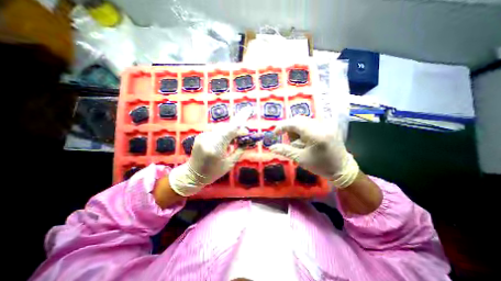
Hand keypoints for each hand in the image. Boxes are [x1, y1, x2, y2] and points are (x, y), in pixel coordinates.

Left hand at [169, 107, 254, 196]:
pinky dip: (223, 134)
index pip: (230, 131)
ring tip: (236, 139)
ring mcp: (203, 136)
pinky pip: (216, 132)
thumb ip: (239, 150)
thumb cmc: (213, 172)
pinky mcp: (201, 135)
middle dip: (237, 129)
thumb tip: (246, 140)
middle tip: (244, 133)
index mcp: (215, 148)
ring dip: (230, 132)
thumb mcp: (229, 164)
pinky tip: (226, 141)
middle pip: (226, 128)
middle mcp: (208, 139)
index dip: (240, 124)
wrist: (192, 174)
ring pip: (221, 129)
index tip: (248, 119)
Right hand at [270, 117, 359, 188]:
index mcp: (316, 134)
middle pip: (298, 120)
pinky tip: (304, 139)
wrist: (342, 168)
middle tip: (287, 140)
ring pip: (304, 121)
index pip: (294, 124)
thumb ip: (285, 151)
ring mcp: (326, 124)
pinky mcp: (327, 126)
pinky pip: (310, 123)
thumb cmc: (321, 165)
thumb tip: (271, 147)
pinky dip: (303, 130)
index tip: (274, 134)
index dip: (282, 127)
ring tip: (297, 142)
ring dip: (296, 129)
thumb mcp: (301, 159)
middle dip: (289, 129)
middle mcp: (321, 125)